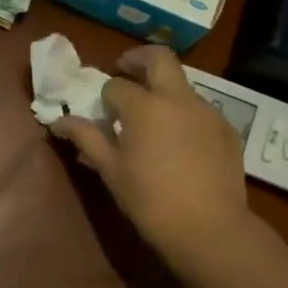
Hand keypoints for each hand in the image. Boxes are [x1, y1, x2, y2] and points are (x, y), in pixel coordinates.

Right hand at [52, 45, 254, 274]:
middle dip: (138, 58)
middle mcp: (178, 98)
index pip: (116, 85)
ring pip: (182, 85)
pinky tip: (180, 144)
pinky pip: (201, 111)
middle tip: (125, 71)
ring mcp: (207, 112)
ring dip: (163, 90)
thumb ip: (86, 138)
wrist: (209, 229)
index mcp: (145, 105)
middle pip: (159, 58)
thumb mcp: (110, 170)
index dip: (104, 96)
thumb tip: (59, 121)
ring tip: (153, 120)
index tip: (100, 111)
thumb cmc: (150, 200)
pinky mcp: (227, 130)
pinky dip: (185, 115)